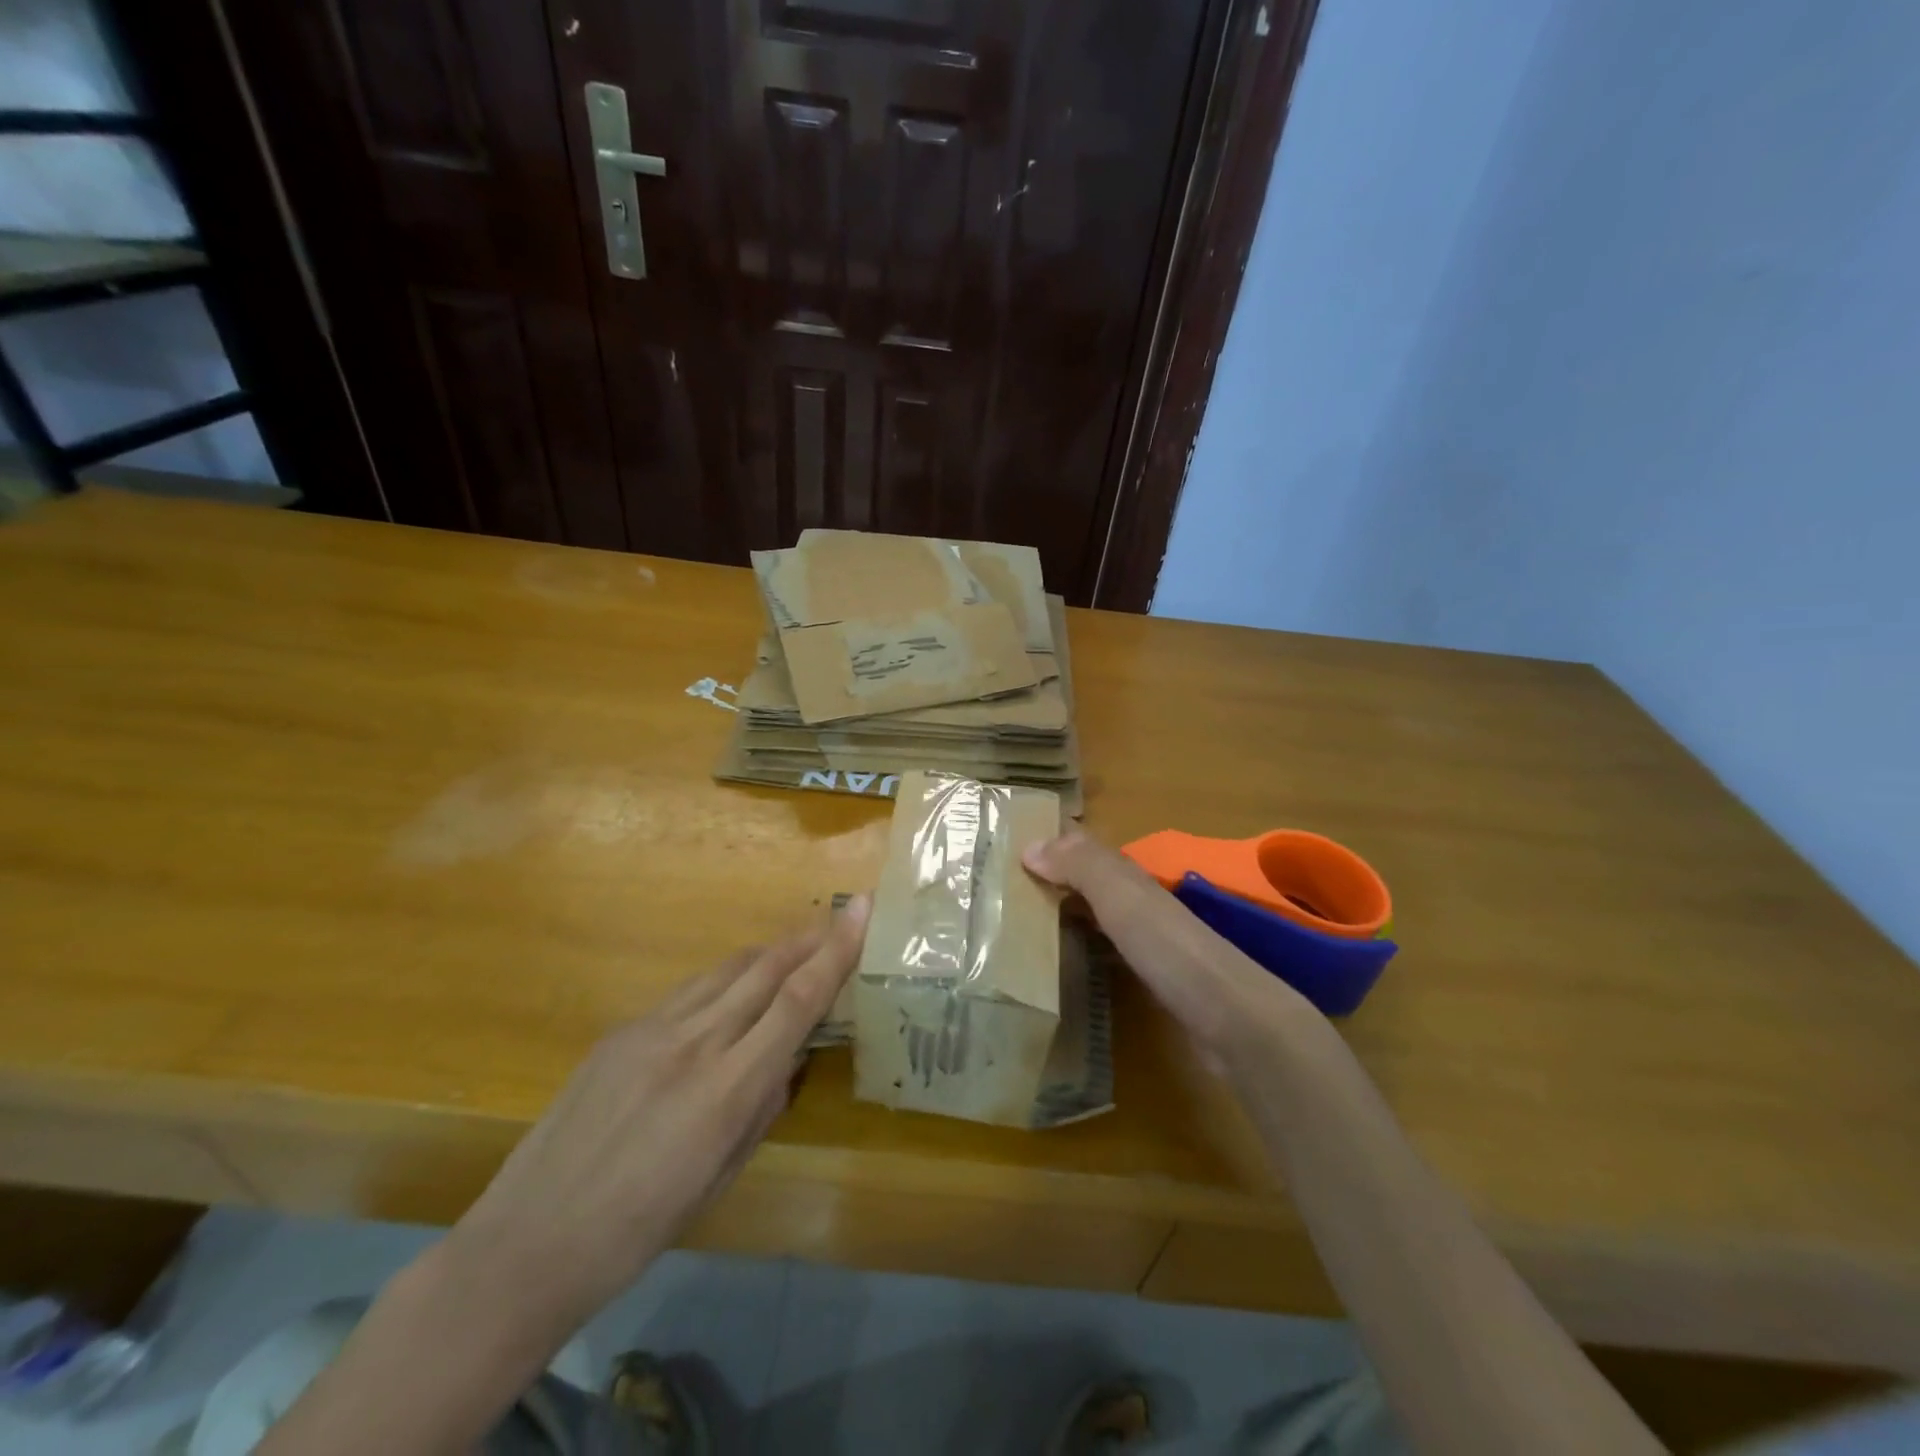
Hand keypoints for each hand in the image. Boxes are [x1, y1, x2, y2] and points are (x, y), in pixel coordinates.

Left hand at [446, 897, 871, 1333]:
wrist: (526, 1245)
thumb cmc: (638, 1232)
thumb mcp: (720, 1177)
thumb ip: (762, 1108)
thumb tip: (788, 1060)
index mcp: (726, 1090)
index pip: (797, 1001)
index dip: (835, 951)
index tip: (861, 911)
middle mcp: (693, 1044)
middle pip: (765, 968)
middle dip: (808, 938)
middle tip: (840, 918)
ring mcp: (650, 1030)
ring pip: (726, 971)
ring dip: (768, 955)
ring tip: (795, 951)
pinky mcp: (620, 1031)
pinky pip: (689, 992)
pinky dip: (724, 982)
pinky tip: (730, 997)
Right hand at [1023, 828, 1306, 1071]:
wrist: (1230, 1017)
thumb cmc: (1169, 948)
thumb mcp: (1122, 897)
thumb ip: (1080, 866)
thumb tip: (1029, 845)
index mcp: (1131, 878)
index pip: (1084, 848)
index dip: (1051, 842)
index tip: (1006, 847)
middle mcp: (1139, 902)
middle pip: (1089, 880)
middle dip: (1053, 877)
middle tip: (1002, 886)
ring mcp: (1147, 940)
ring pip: (1097, 913)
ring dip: (1065, 910)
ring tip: (1020, 920)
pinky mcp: (1150, 976)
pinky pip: (1105, 948)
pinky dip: (1081, 943)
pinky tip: (1063, 958)